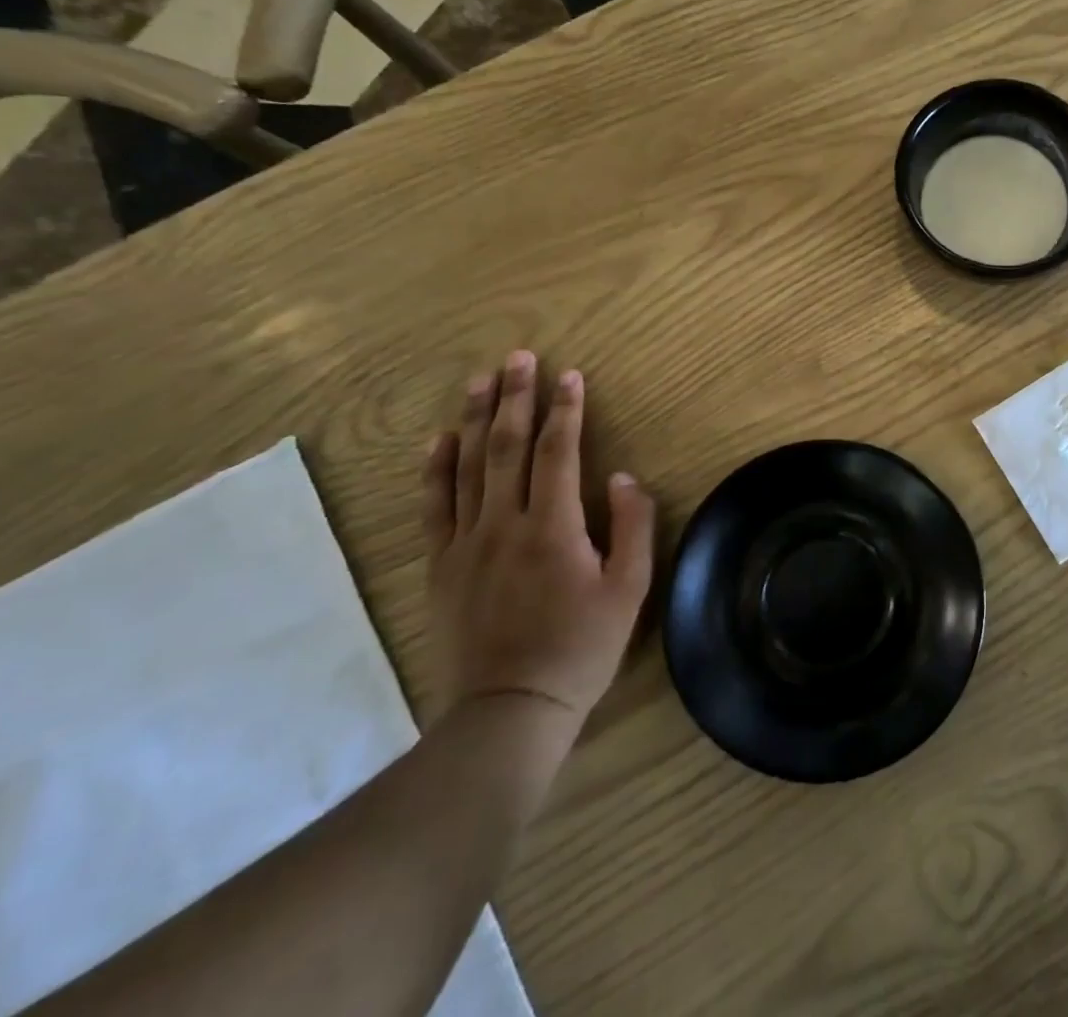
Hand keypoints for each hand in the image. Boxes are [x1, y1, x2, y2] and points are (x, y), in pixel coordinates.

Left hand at [422, 351, 654, 732]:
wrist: (509, 709)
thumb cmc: (580, 647)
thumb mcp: (629, 589)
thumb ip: (633, 526)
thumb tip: (622, 477)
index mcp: (553, 527)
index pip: (558, 451)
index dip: (566, 409)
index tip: (571, 375)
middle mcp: (504, 524)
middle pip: (508, 447)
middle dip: (516, 397)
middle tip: (519, 358)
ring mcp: (466, 544)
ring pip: (468, 467)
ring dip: (476, 419)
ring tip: (480, 380)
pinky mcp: (441, 566)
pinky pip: (434, 506)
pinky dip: (436, 468)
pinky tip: (440, 439)